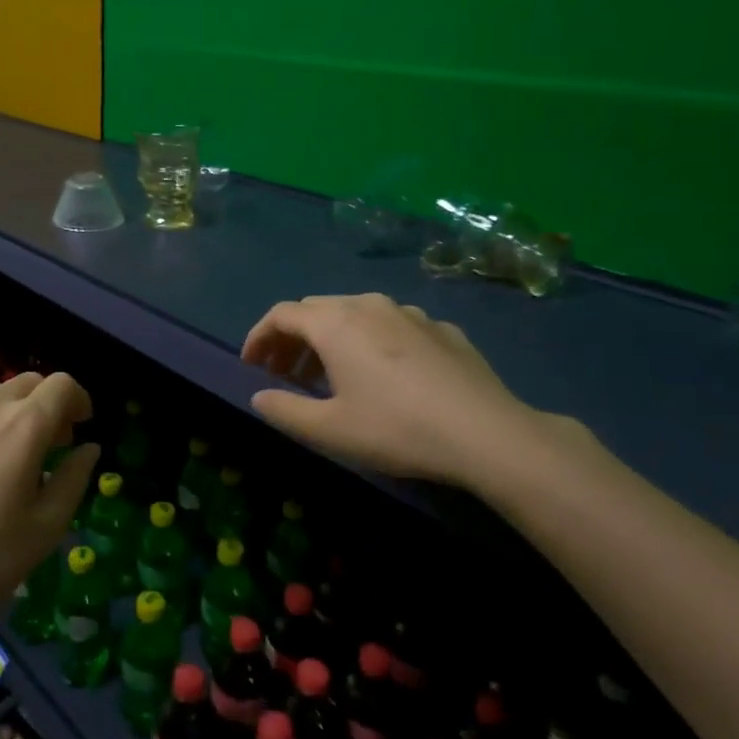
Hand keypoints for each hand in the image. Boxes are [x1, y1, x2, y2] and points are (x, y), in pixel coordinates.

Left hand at [0, 373, 99, 641]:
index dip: (78, 400)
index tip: (79, 427)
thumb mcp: (46, 528)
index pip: (62, 384)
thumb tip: (87, 449)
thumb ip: (74, 479)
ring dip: (7, 414)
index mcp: (24, 426)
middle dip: (45, 404)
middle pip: (26, 383)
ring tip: (3, 458)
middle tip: (47, 445)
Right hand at [242, 293, 572, 492]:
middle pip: (315, 310)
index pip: (281, 314)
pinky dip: (371, 343)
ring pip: (355, 314)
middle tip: (285, 373)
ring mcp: (409, 313)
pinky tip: (384, 377)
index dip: (258, 337)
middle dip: (292, 339)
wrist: (487, 433)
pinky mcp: (441, 328)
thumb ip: (285, 409)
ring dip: (331, 339)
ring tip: (330, 376)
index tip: (251, 366)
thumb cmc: (396, 428)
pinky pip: (391, 326)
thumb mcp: (329, 429)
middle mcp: (368, 305)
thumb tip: (259, 395)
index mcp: (335, 323)